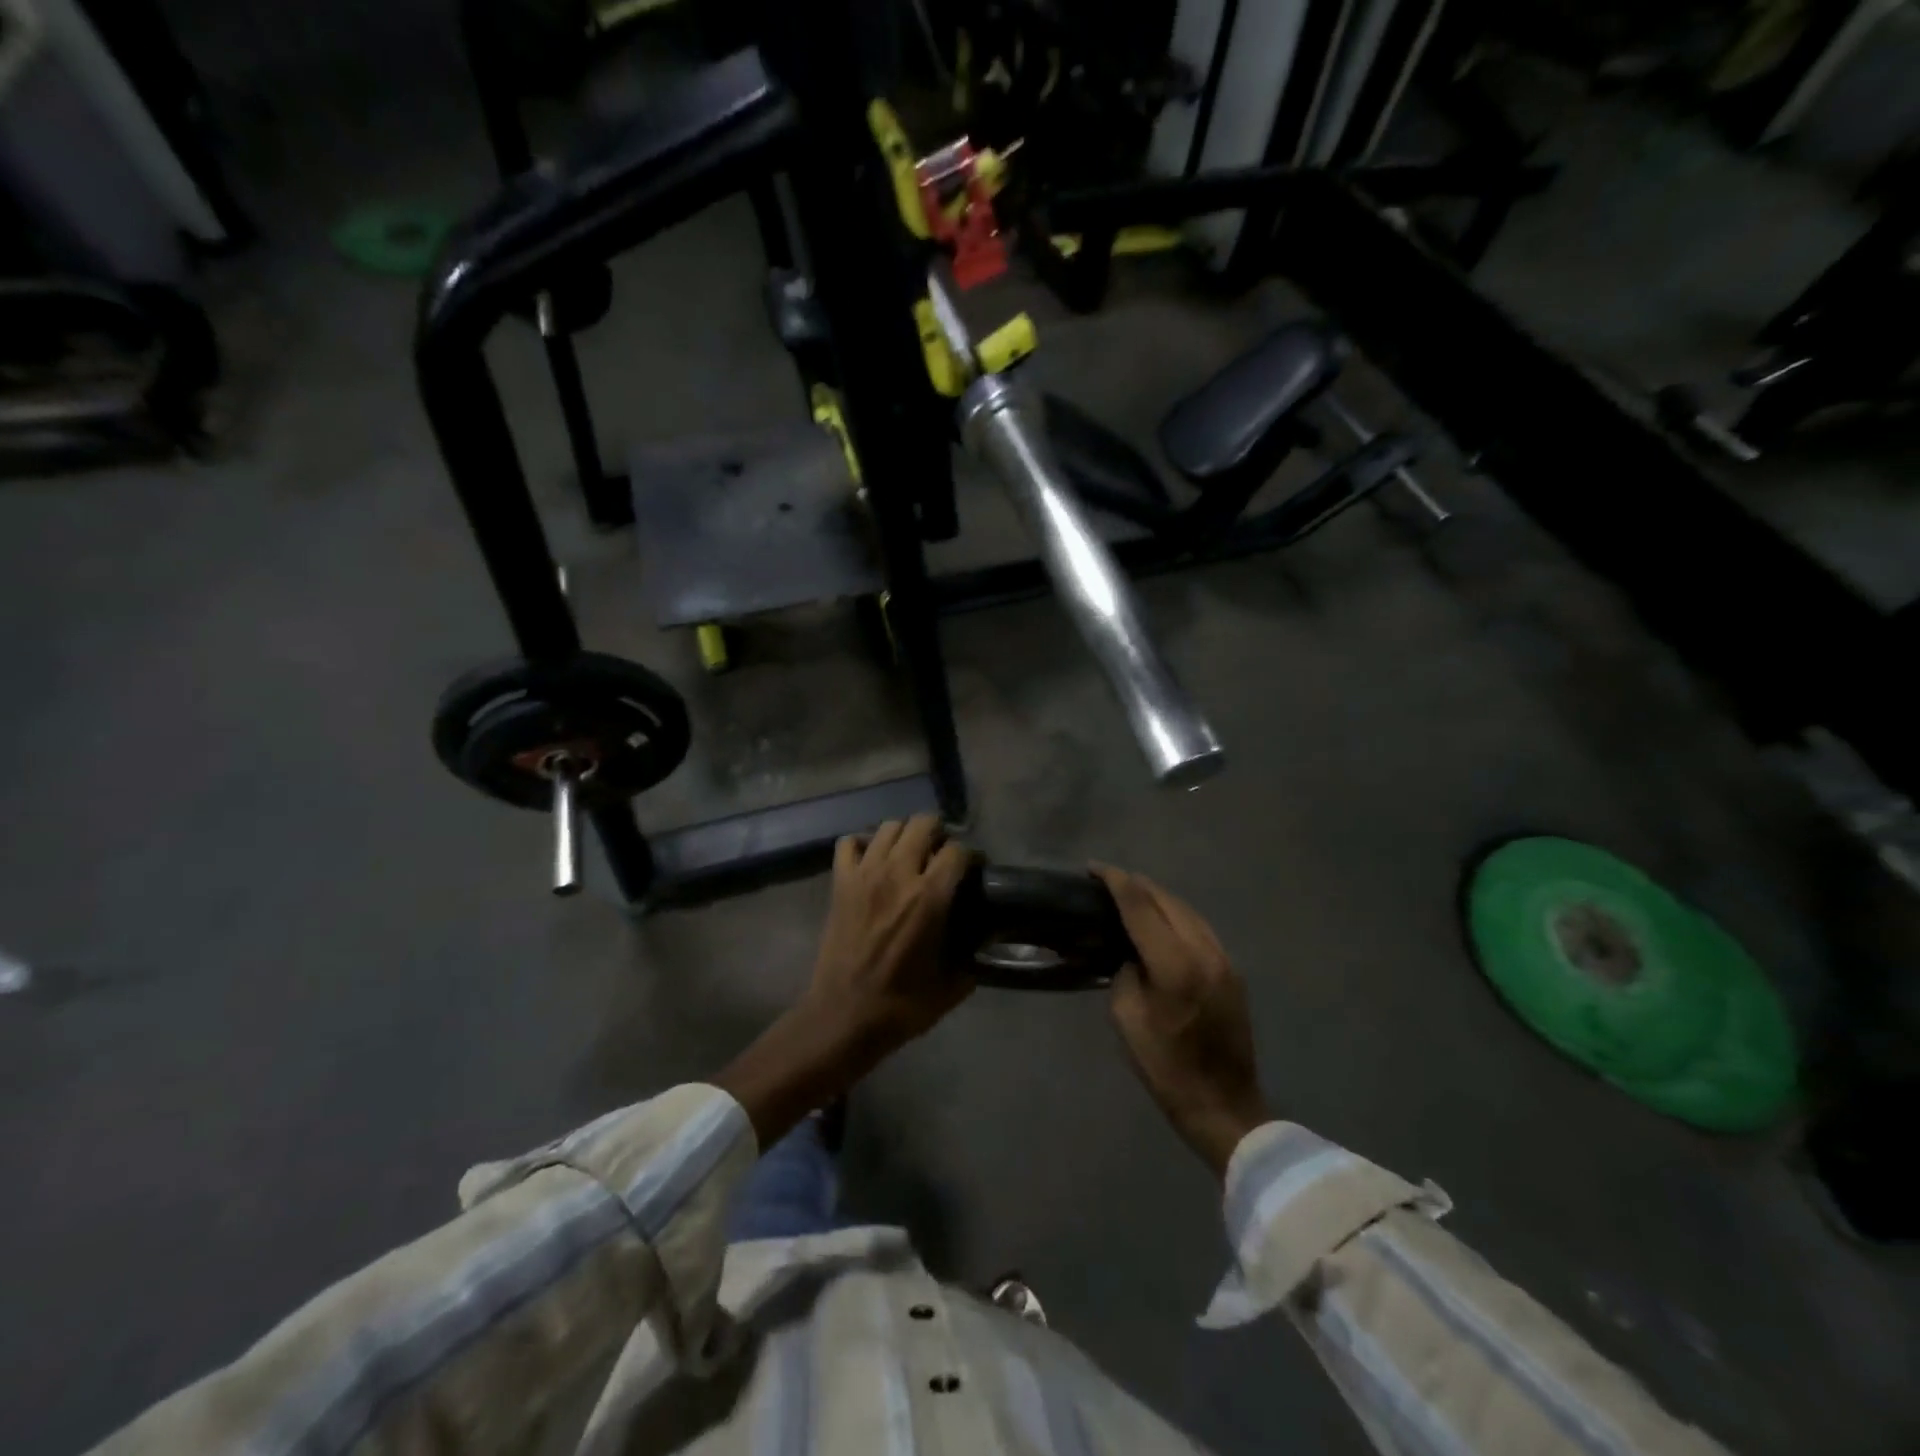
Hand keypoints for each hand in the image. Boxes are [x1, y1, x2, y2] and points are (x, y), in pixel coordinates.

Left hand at [718, 816, 973, 1147]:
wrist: (844, 1016)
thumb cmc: (902, 1005)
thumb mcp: (953, 985)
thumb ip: (974, 956)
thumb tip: (987, 938)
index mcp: (929, 897)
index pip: (958, 851)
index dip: (971, 857)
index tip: (974, 869)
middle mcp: (898, 874)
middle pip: (923, 824)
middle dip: (939, 833)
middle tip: (941, 855)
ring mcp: (864, 875)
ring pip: (888, 827)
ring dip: (904, 835)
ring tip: (910, 854)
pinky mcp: (840, 883)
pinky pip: (849, 843)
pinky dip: (863, 844)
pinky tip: (872, 860)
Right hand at [1094, 866, 1271, 1180]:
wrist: (1224, 1105)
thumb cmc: (1166, 1068)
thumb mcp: (1127, 1019)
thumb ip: (1125, 973)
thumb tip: (1129, 952)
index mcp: (1175, 965)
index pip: (1141, 906)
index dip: (1115, 882)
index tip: (1093, 869)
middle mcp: (1204, 951)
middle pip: (1167, 899)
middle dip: (1136, 884)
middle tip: (1107, 881)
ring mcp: (1224, 959)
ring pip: (1187, 910)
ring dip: (1157, 898)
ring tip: (1131, 895)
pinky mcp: (1232, 970)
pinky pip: (1199, 927)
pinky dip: (1175, 915)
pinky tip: (1160, 921)